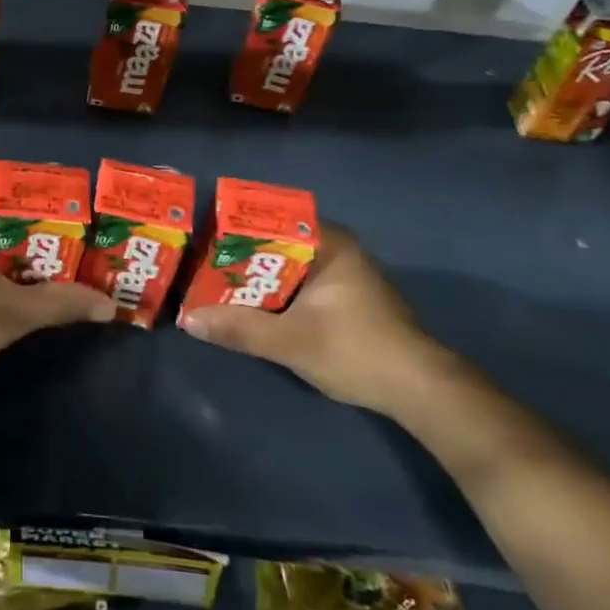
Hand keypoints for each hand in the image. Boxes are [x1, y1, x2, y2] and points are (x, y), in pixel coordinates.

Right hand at [179, 222, 460, 418]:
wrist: (420, 391)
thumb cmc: (357, 350)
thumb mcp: (291, 341)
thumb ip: (240, 328)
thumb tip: (188, 319)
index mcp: (327, 241)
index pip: (269, 219)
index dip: (232, 227)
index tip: (200, 238)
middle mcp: (334, 248)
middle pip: (273, 243)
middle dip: (237, 256)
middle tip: (198, 264)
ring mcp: (340, 273)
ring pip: (284, 266)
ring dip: (254, 278)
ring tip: (211, 283)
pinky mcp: (343, 297)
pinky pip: (296, 283)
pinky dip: (272, 292)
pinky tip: (247, 306)